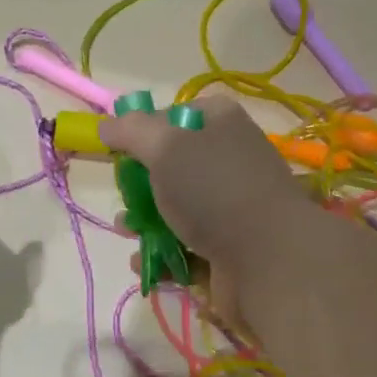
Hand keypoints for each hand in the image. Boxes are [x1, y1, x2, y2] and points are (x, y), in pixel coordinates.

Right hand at [99, 93, 312, 296]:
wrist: (269, 259)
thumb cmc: (214, 190)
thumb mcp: (166, 147)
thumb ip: (132, 131)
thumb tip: (106, 125)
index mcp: (223, 125)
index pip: (182, 113)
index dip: (150, 126)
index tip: (123, 146)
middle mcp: (231, 162)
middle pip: (176, 165)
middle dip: (142, 183)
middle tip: (124, 195)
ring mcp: (232, 208)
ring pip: (178, 210)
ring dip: (146, 221)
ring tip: (126, 231)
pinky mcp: (230, 249)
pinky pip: (187, 248)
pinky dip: (163, 255)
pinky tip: (144, 263)